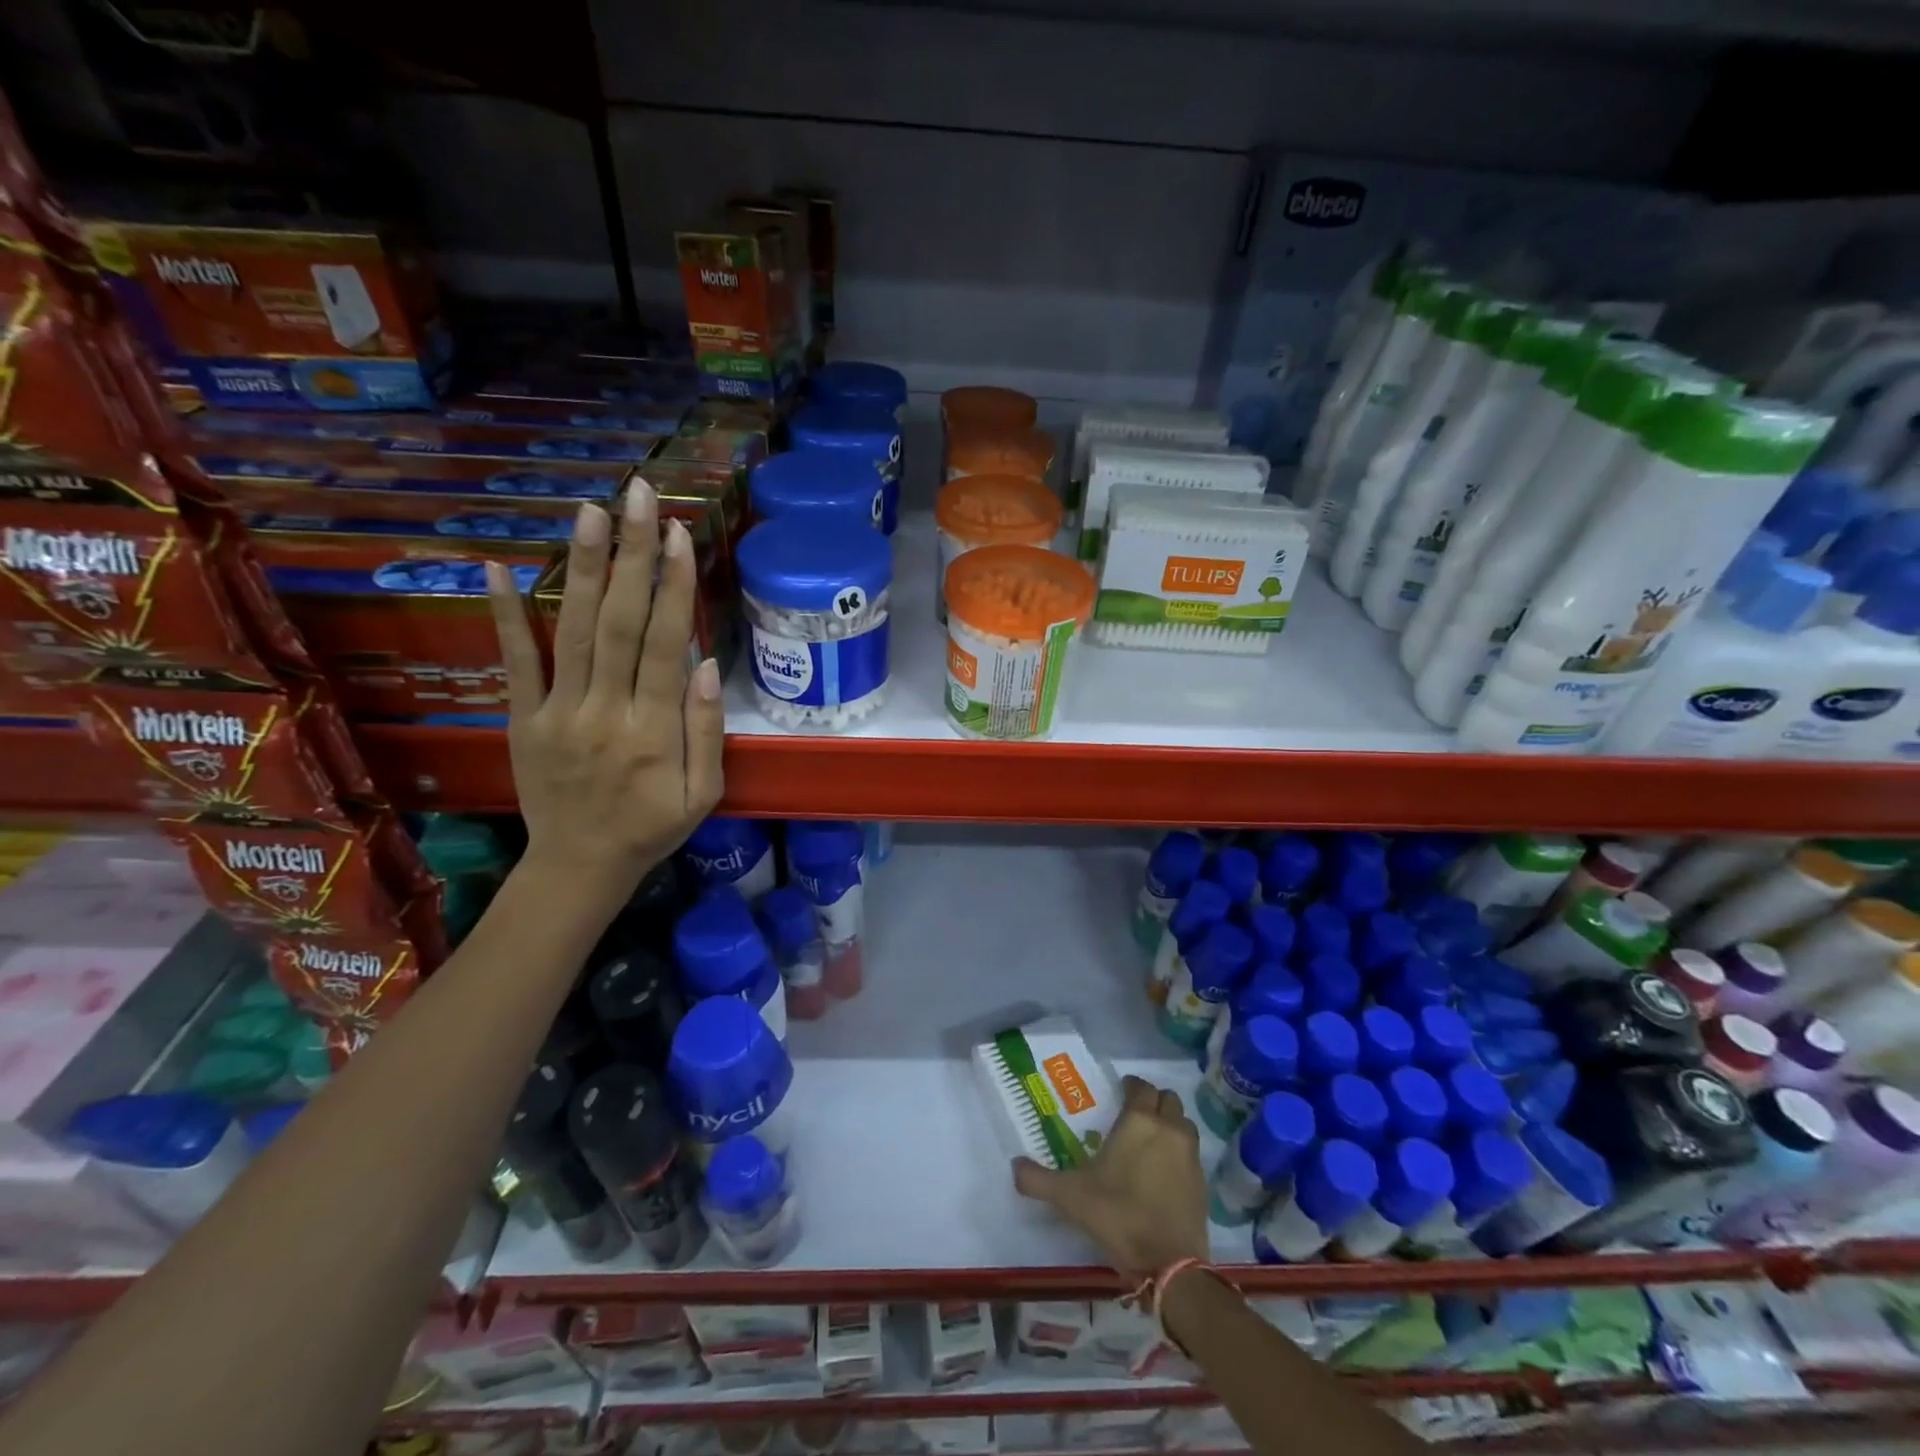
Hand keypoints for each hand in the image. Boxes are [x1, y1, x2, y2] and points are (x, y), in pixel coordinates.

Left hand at [486, 480, 724, 909]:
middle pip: (620, 623)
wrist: (578, 866)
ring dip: (584, 567)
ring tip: (592, 511)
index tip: (680, 534)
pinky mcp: (524, 717)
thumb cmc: (652, 828)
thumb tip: (703, 664)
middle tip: (639, 496)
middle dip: (633, 555)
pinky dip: (506, 615)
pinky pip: (516, 661)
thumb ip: (707, 733)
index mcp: (654, 731)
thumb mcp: (704, 795)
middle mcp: (605, 711)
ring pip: (574, 629)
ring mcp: (558, 711)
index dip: (674, 586)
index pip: (665, 644)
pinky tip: (500, 568)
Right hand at [1012, 1076, 1209, 1279]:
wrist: (1170, 1265)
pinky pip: (1191, 1153)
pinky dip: (1179, 1153)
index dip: (1130, 1086)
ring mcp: (1190, 1155)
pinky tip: (1163, 1172)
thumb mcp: (1070, 1197)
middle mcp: (1168, 1128)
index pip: (1140, 1086)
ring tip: (1151, 1140)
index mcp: (1139, 1121)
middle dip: (1152, 1101)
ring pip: (1183, 1123)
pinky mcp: (1203, 1182)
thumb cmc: (1118, 1215)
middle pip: (1167, 1099)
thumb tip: (1014, 1166)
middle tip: (1133, 1115)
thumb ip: (1038, 1179)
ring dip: (1170, 1124)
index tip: (1119, 1093)